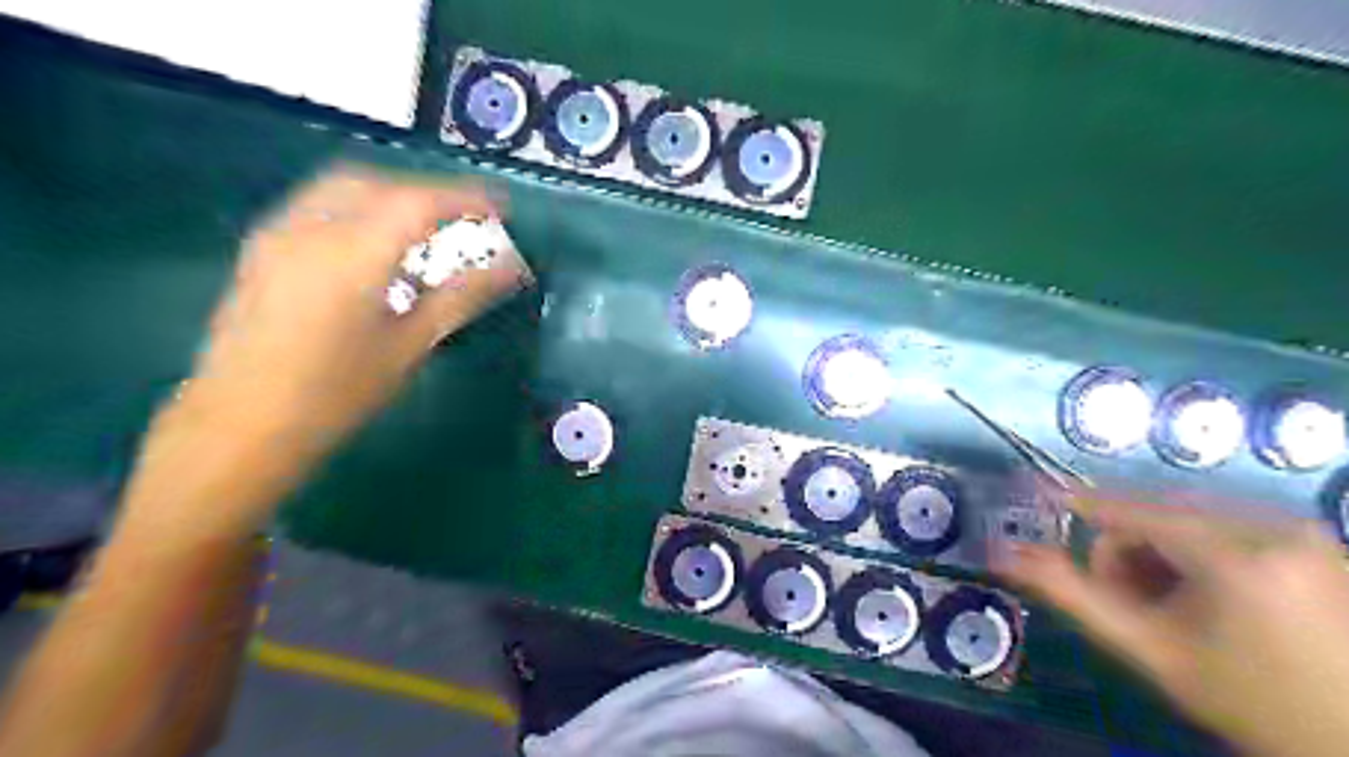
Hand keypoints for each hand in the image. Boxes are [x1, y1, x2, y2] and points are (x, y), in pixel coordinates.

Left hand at [121, 162, 529, 536]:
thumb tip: (512, 268)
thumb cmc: (336, 394)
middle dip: (426, 194)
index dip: (465, 198)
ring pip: (343, 190)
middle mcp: (309, 228)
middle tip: (464, 220)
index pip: (418, 202)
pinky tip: (377, 250)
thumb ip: (461, 296)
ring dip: (391, 198)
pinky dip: (360, 211)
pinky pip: (319, 208)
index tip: (501, 208)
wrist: (239, 427)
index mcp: (351, 253)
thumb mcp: (410, 345)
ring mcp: (277, 235)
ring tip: (426, 232)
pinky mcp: (261, 251)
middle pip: (377, 184)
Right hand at [993, 497, 1348, 756]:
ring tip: (1176, 606)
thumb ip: (1072, 594)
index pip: (1127, 509)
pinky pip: (1226, 523)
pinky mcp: (1315, 537)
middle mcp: (1273, 522)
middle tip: (1134, 604)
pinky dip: (1199, 551)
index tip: (1031, 493)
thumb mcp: (1151, 650)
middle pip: (1157, 511)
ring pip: (1188, 516)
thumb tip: (1005, 553)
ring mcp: (1303, 527)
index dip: (1074, 503)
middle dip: (1129, 551)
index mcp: (1234, 550)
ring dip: (1161, 552)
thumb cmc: (1252, 703)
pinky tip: (1211, 596)